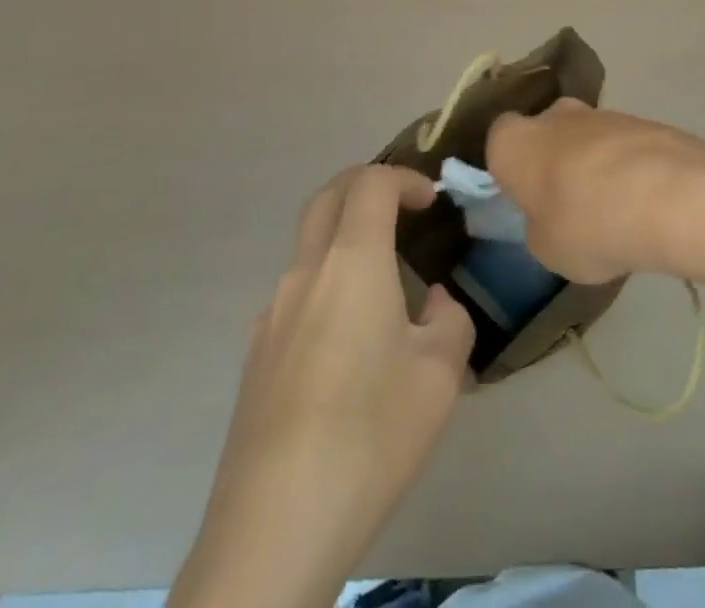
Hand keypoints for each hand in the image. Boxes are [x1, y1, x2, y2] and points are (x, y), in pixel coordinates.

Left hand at [172, 166, 474, 607]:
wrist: (275, 526)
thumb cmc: (370, 436)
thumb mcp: (441, 376)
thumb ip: (449, 321)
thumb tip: (432, 304)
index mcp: (352, 262)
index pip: (370, 183)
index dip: (404, 178)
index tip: (432, 199)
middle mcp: (305, 273)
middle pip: (327, 197)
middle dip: (365, 185)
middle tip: (401, 206)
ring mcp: (271, 314)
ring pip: (307, 245)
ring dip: (344, 237)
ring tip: (382, 281)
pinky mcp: (255, 355)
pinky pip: (295, 294)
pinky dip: (326, 283)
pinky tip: (346, 343)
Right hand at [486, 99, 704, 283]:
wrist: (666, 196)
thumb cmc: (585, 224)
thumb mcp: (546, 249)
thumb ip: (540, 226)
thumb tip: (551, 216)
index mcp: (513, 142)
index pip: (498, 141)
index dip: (511, 169)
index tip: (525, 197)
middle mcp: (552, 115)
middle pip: (545, 133)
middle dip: (553, 160)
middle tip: (568, 203)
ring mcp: (600, 113)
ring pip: (586, 137)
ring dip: (593, 164)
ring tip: (614, 210)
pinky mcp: (641, 119)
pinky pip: (622, 146)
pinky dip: (628, 167)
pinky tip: (643, 202)